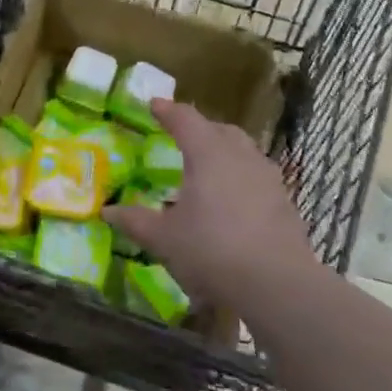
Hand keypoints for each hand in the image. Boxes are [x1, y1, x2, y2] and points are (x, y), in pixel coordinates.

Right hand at [104, 101, 313, 302]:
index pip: (185, 119)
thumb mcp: (165, 239)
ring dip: (223, 150)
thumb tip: (107, 211)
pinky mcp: (284, 200)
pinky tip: (233, 200)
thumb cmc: (213, 251)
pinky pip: (257, 175)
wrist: (278, 285)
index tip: (154, 105)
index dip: (167, 111)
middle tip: (181, 137)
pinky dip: (241, 176)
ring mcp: (267, 176)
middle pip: (218, 129)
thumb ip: (135, 221)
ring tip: (208, 167)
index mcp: (207, 153)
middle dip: (199, 129)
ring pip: (242, 150)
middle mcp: (240, 155)